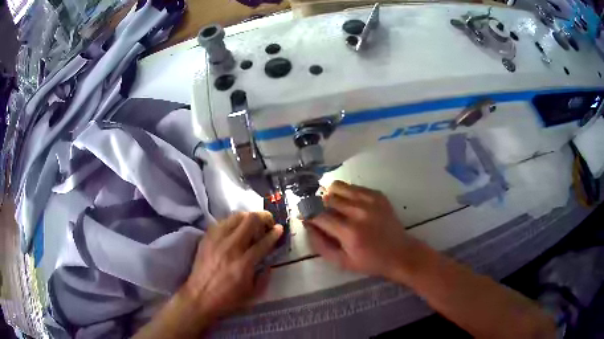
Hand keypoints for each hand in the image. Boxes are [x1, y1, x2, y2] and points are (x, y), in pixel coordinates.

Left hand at [181, 212, 282, 320]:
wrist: (199, 297)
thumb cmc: (228, 299)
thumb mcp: (253, 294)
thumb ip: (265, 276)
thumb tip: (269, 262)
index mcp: (244, 263)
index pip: (264, 241)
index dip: (275, 233)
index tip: (280, 229)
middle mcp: (231, 247)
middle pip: (251, 220)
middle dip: (264, 217)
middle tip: (268, 223)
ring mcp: (217, 240)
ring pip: (236, 216)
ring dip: (248, 217)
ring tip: (252, 225)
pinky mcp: (207, 238)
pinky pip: (223, 222)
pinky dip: (233, 222)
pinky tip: (235, 229)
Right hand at [305, 181, 419, 280]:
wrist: (400, 253)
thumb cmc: (370, 261)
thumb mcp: (342, 262)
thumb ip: (320, 245)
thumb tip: (307, 226)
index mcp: (349, 232)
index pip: (319, 216)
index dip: (308, 215)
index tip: (305, 217)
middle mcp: (359, 212)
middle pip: (327, 198)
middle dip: (319, 205)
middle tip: (322, 214)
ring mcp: (370, 201)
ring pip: (339, 187)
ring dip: (331, 195)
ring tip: (334, 206)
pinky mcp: (378, 195)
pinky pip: (354, 187)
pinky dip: (347, 193)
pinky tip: (350, 204)